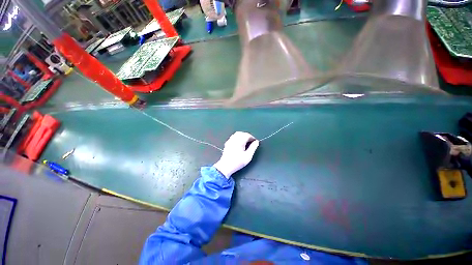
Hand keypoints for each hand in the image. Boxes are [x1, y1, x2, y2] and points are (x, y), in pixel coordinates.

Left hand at [213, 132, 259, 177]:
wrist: (225, 166)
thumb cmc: (237, 162)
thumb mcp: (248, 156)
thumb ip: (253, 148)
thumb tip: (256, 142)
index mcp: (240, 141)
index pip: (247, 135)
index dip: (252, 137)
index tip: (255, 142)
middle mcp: (234, 139)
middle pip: (242, 133)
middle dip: (247, 136)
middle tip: (251, 142)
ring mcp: (230, 141)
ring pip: (237, 134)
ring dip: (242, 136)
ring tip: (246, 142)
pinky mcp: (227, 143)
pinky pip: (233, 137)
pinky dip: (237, 138)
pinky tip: (239, 143)